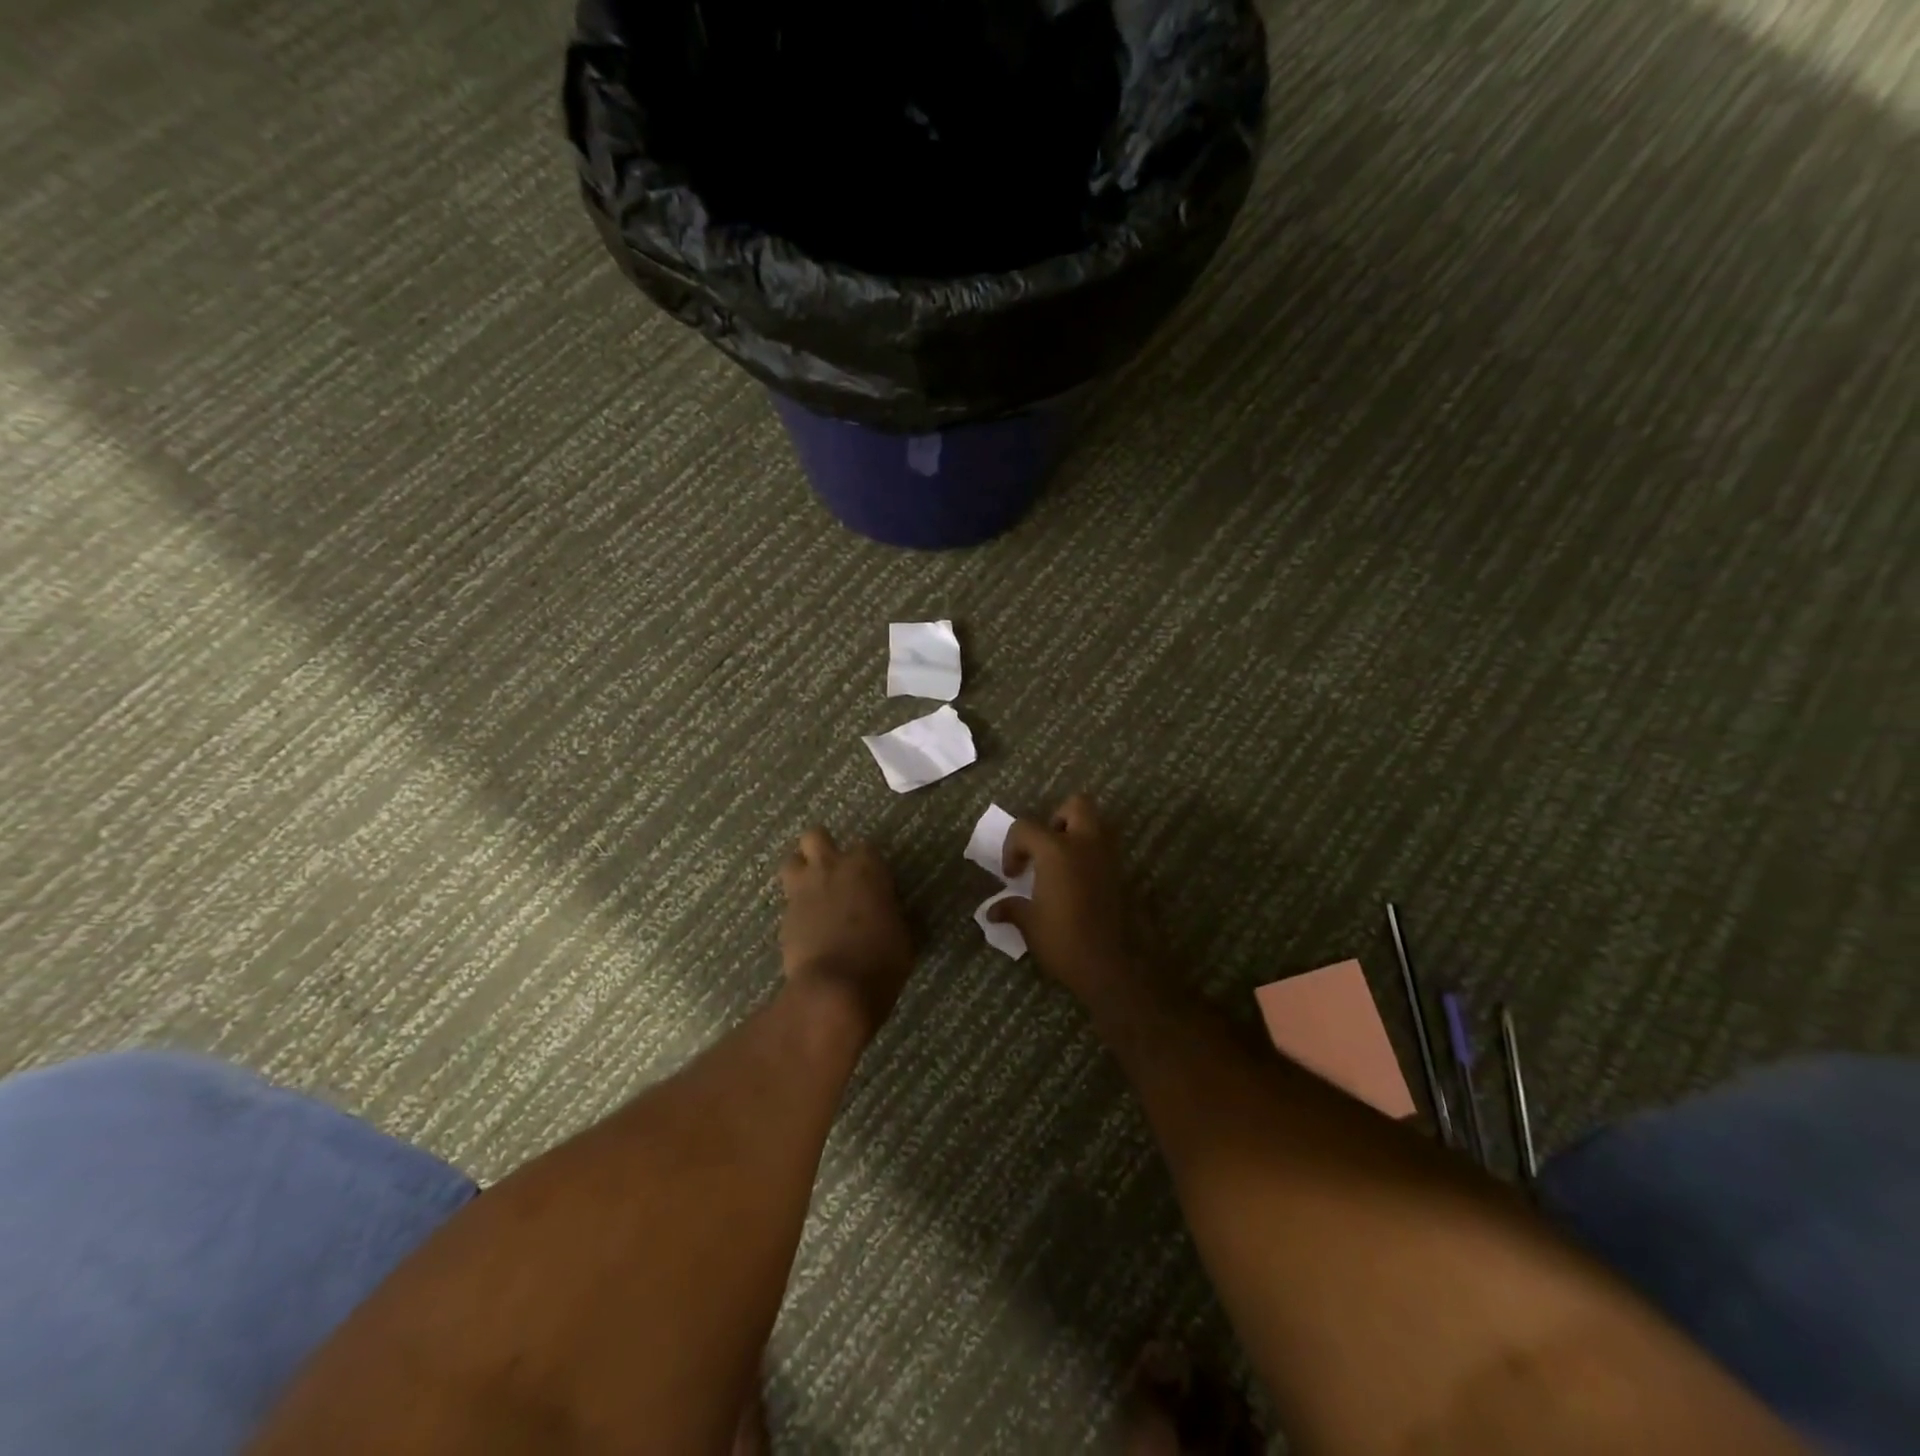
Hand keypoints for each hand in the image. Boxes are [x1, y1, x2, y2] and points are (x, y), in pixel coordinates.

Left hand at [778, 828, 914, 1034]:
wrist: (835, 988)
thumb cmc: (882, 958)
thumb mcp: (904, 935)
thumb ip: (894, 914)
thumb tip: (892, 914)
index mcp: (865, 866)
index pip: (866, 849)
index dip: (868, 866)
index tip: (875, 885)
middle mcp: (830, 868)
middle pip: (815, 837)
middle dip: (822, 850)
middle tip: (835, 874)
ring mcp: (802, 891)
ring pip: (791, 862)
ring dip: (801, 873)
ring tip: (813, 895)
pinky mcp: (784, 918)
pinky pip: (788, 903)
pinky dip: (797, 912)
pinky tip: (808, 931)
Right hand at [988, 795, 1154, 1007]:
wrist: (1113, 967)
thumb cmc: (1064, 941)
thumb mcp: (1030, 925)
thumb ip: (1012, 909)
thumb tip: (992, 910)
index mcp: (1056, 850)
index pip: (1026, 828)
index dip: (1012, 847)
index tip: (1012, 874)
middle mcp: (1085, 844)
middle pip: (1076, 806)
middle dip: (1058, 819)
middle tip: (1044, 849)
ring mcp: (1109, 858)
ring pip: (1097, 825)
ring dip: (1078, 835)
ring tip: (1062, 865)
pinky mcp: (1123, 875)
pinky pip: (1106, 852)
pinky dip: (1092, 858)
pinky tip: (1079, 885)